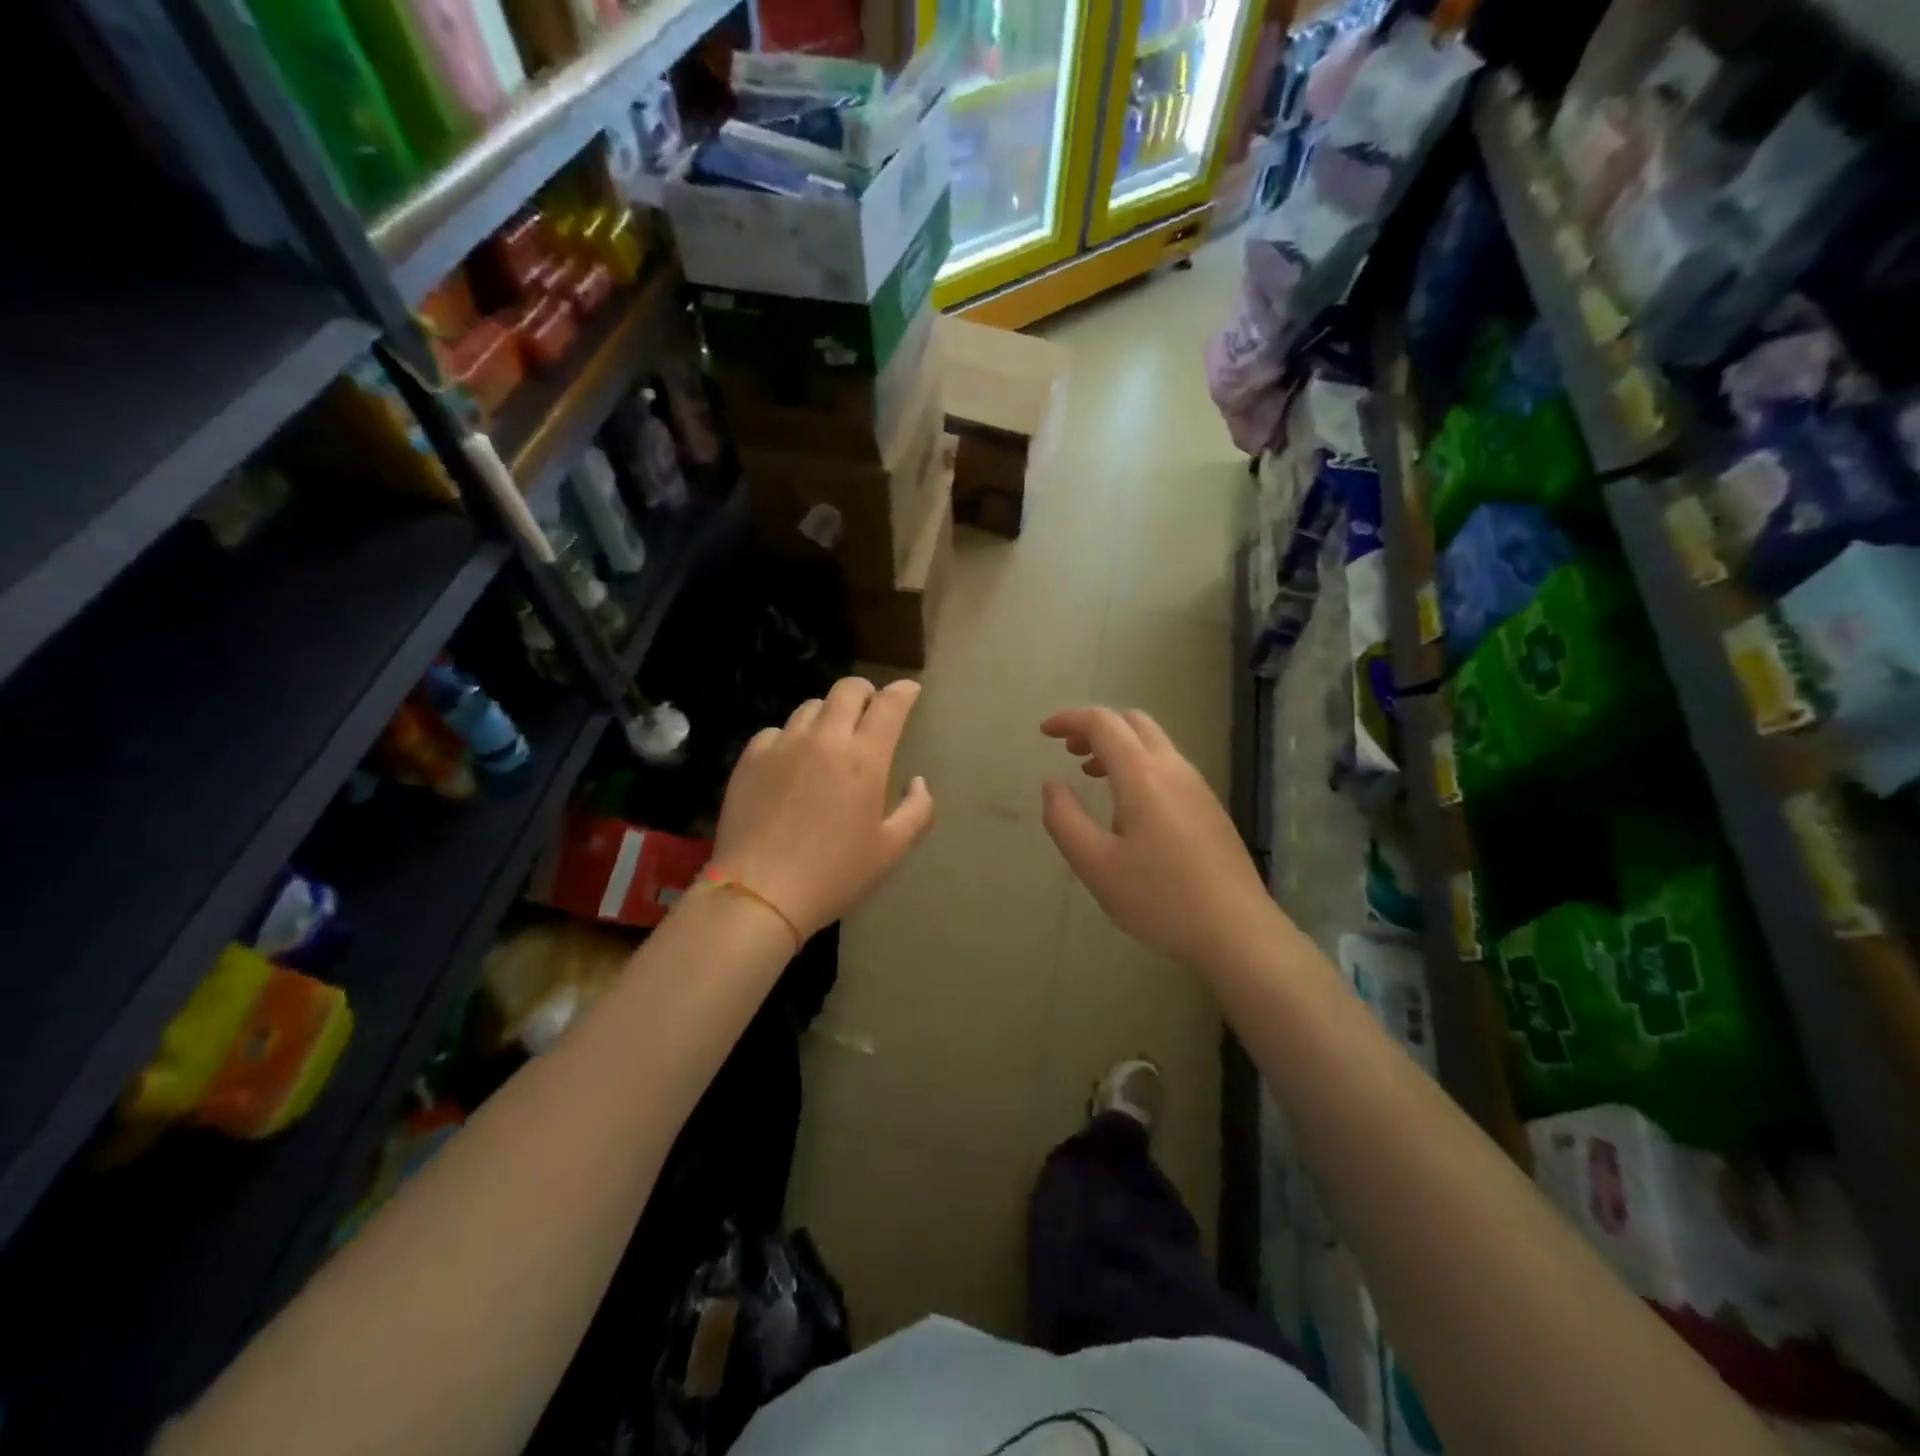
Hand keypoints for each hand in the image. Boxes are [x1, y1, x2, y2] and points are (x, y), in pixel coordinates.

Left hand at [713, 677, 934, 940]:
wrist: (760, 893)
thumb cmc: (835, 874)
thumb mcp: (891, 850)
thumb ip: (917, 810)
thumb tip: (918, 782)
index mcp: (864, 758)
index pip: (889, 704)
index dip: (904, 692)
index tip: (910, 691)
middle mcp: (824, 738)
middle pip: (847, 689)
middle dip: (866, 693)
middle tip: (870, 710)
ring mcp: (783, 744)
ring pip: (811, 707)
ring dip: (828, 714)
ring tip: (830, 738)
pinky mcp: (751, 758)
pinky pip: (777, 731)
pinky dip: (792, 738)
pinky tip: (792, 761)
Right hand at [1040, 706, 1280, 969]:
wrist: (1236, 930)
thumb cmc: (1157, 897)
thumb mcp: (1094, 864)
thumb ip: (1064, 818)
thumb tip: (1053, 784)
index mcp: (1142, 774)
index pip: (1102, 723)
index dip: (1069, 719)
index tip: (1044, 732)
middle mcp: (1173, 769)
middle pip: (1133, 722)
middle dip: (1096, 726)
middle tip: (1069, 749)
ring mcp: (1198, 786)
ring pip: (1154, 743)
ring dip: (1119, 745)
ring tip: (1092, 773)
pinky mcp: (1210, 807)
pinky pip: (1169, 766)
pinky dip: (1139, 764)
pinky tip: (1129, 805)